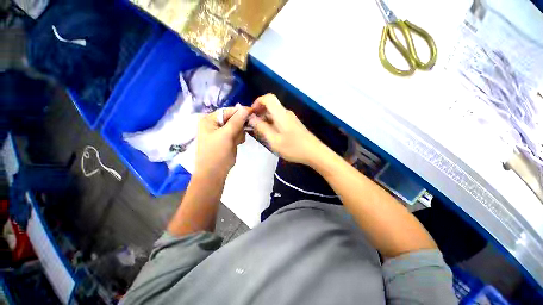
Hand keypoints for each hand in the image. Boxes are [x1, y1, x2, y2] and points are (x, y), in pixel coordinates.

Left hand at [195, 106, 250, 179]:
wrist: (213, 175)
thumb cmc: (217, 154)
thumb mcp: (226, 136)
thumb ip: (236, 121)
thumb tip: (246, 108)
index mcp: (209, 120)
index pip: (228, 111)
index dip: (240, 112)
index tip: (253, 113)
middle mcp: (213, 124)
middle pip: (232, 118)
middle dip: (238, 126)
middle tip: (239, 135)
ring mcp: (219, 132)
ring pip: (236, 127)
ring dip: (239, 133)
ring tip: (236, 142)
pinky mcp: (225, 140)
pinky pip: (235, 134)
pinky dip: (238, 138)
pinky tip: (236, 144)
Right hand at [248, 94, 323, 165]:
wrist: (314, 152)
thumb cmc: (293, 147)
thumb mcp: (274, 140)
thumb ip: (262, 128)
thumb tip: (252, 118)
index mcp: (281, 114)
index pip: (268, 98)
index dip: (257, 102)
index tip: (251, 113)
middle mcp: (286, 113)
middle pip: (271, 105)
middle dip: (259, 112)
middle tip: (252, 125)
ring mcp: (291, 119)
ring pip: (275, 113)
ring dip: (265, 119)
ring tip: (260, 131)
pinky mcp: (293, 124)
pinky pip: (279, 119)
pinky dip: (272, 123)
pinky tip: (270, 134)